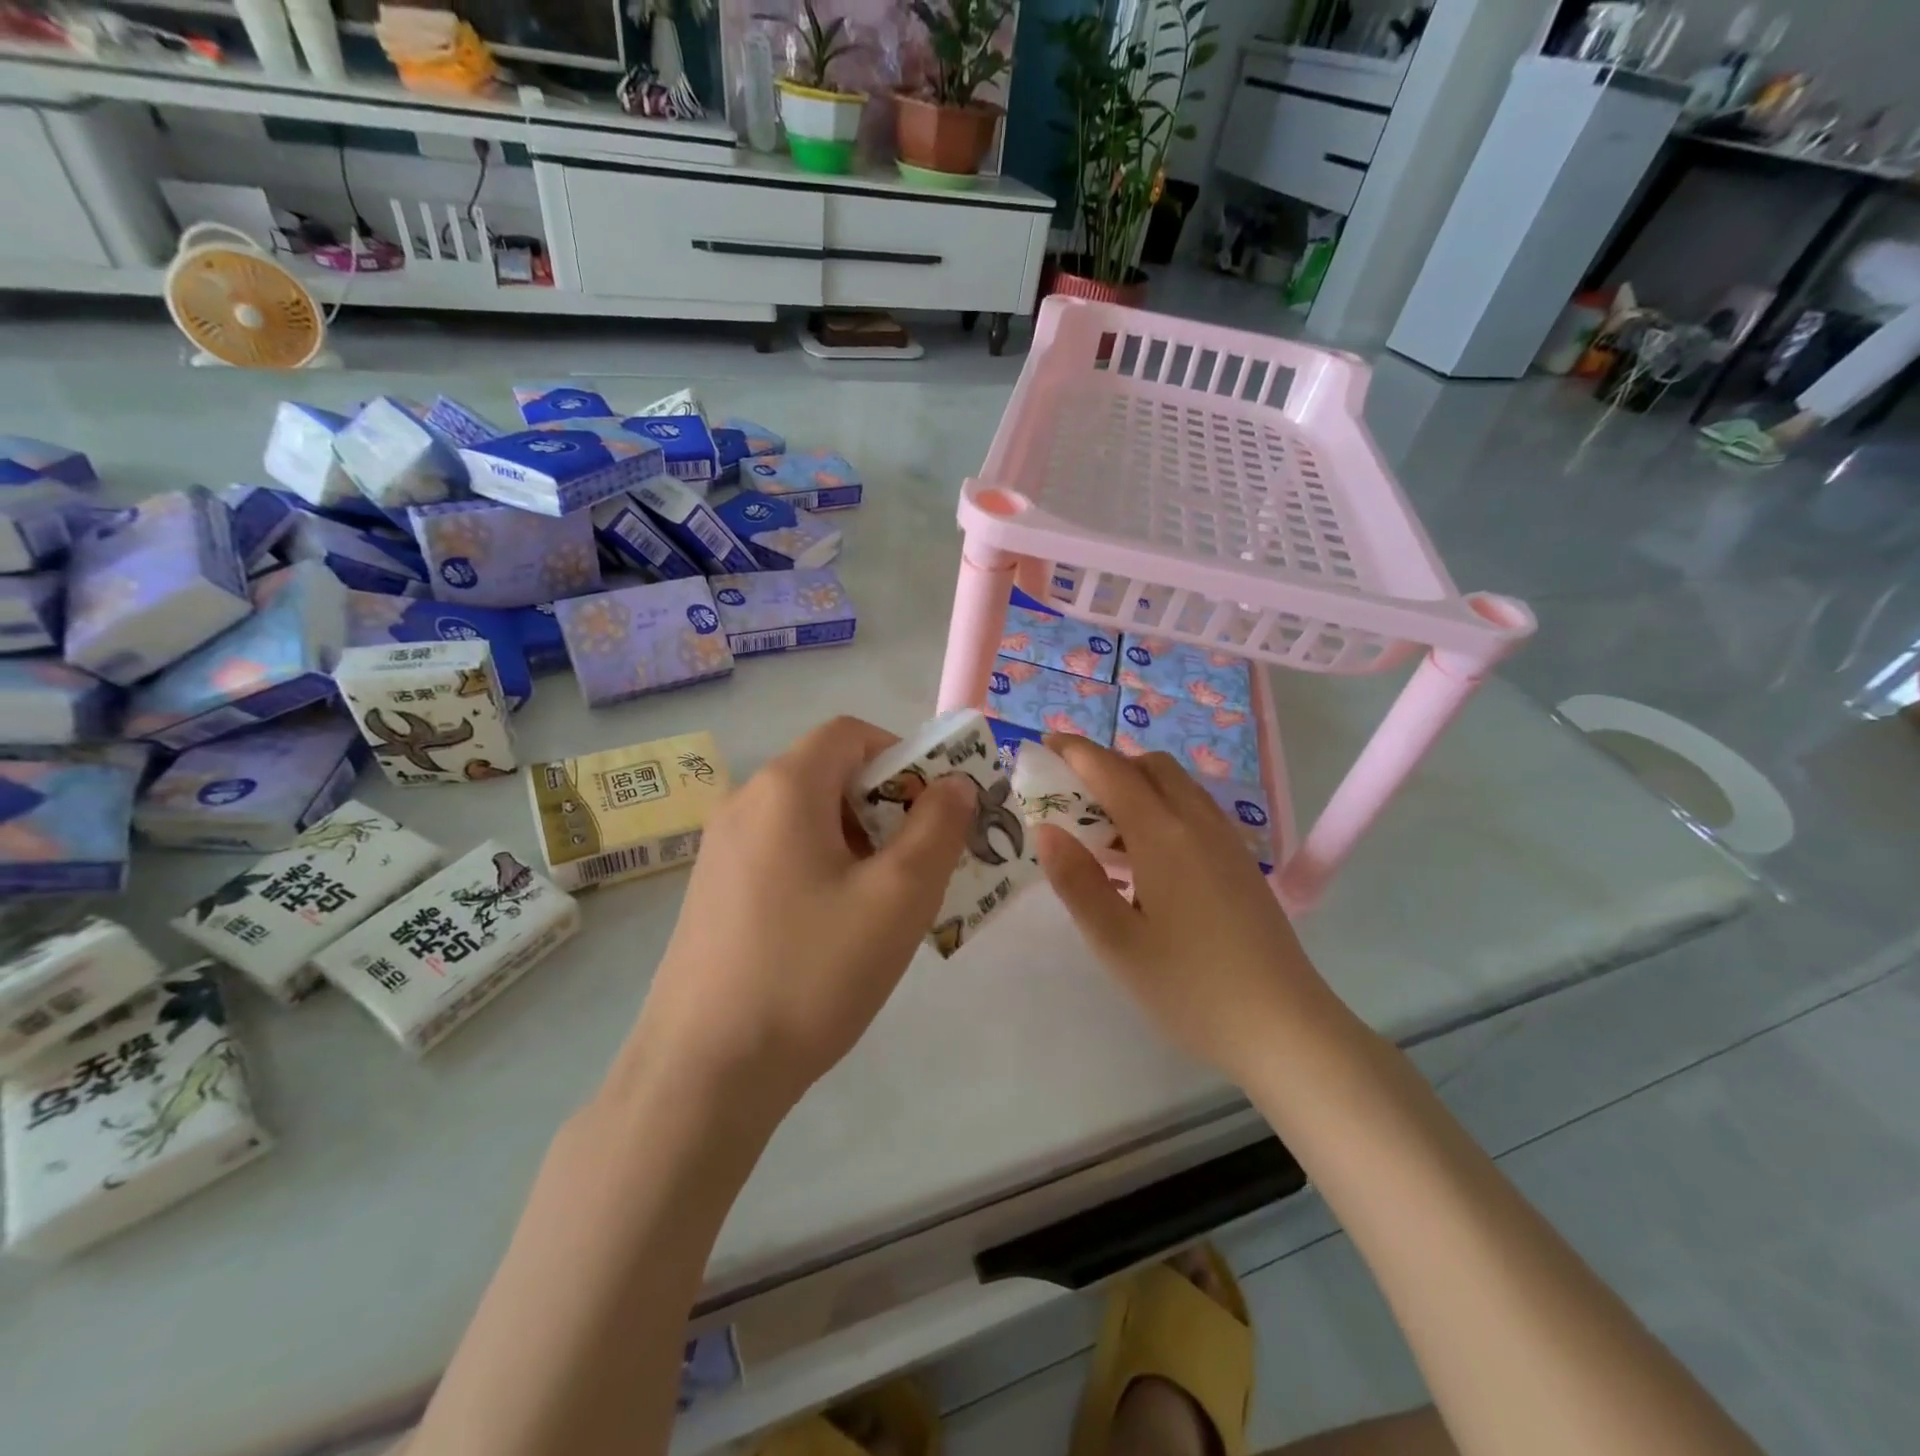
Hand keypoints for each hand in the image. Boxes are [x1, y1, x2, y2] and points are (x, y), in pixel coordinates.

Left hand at [622, 715, 971, 1123]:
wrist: (703, 1073)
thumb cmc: (812, 972)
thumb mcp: (898, 897)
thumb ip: (937, 828)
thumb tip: (953, 784)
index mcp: (784, 788)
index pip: (851, 733)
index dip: (904, 756)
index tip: (935, 809)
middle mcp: (743, 803)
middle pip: (829, 773)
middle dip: (887, 805)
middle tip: (922, 862)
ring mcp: (720, 849)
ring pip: (807, 818)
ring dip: (858, 840)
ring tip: (886, 902)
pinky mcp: (712, 891)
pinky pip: (781, 853)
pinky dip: (822, 866)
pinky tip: (837, 928)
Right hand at [1035, 735, 1338, 1086]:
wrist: (1285, 1028)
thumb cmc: (1191, 988)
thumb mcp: (1117, 942)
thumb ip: (1078, 882)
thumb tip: (1047, 831)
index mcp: (1164, 835)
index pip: (1112, 771)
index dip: (1075, 752)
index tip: (1044, 745)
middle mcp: (1198, 823)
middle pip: (1150, 767)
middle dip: (1108, 765)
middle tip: (1072, 797)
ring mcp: (1226, 841)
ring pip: (1177, 787)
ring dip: (1136, 787)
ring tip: (1104, 831)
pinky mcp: (1240, 863)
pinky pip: (1194, 812)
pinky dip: (1161, 809)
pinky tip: (1146, 859)